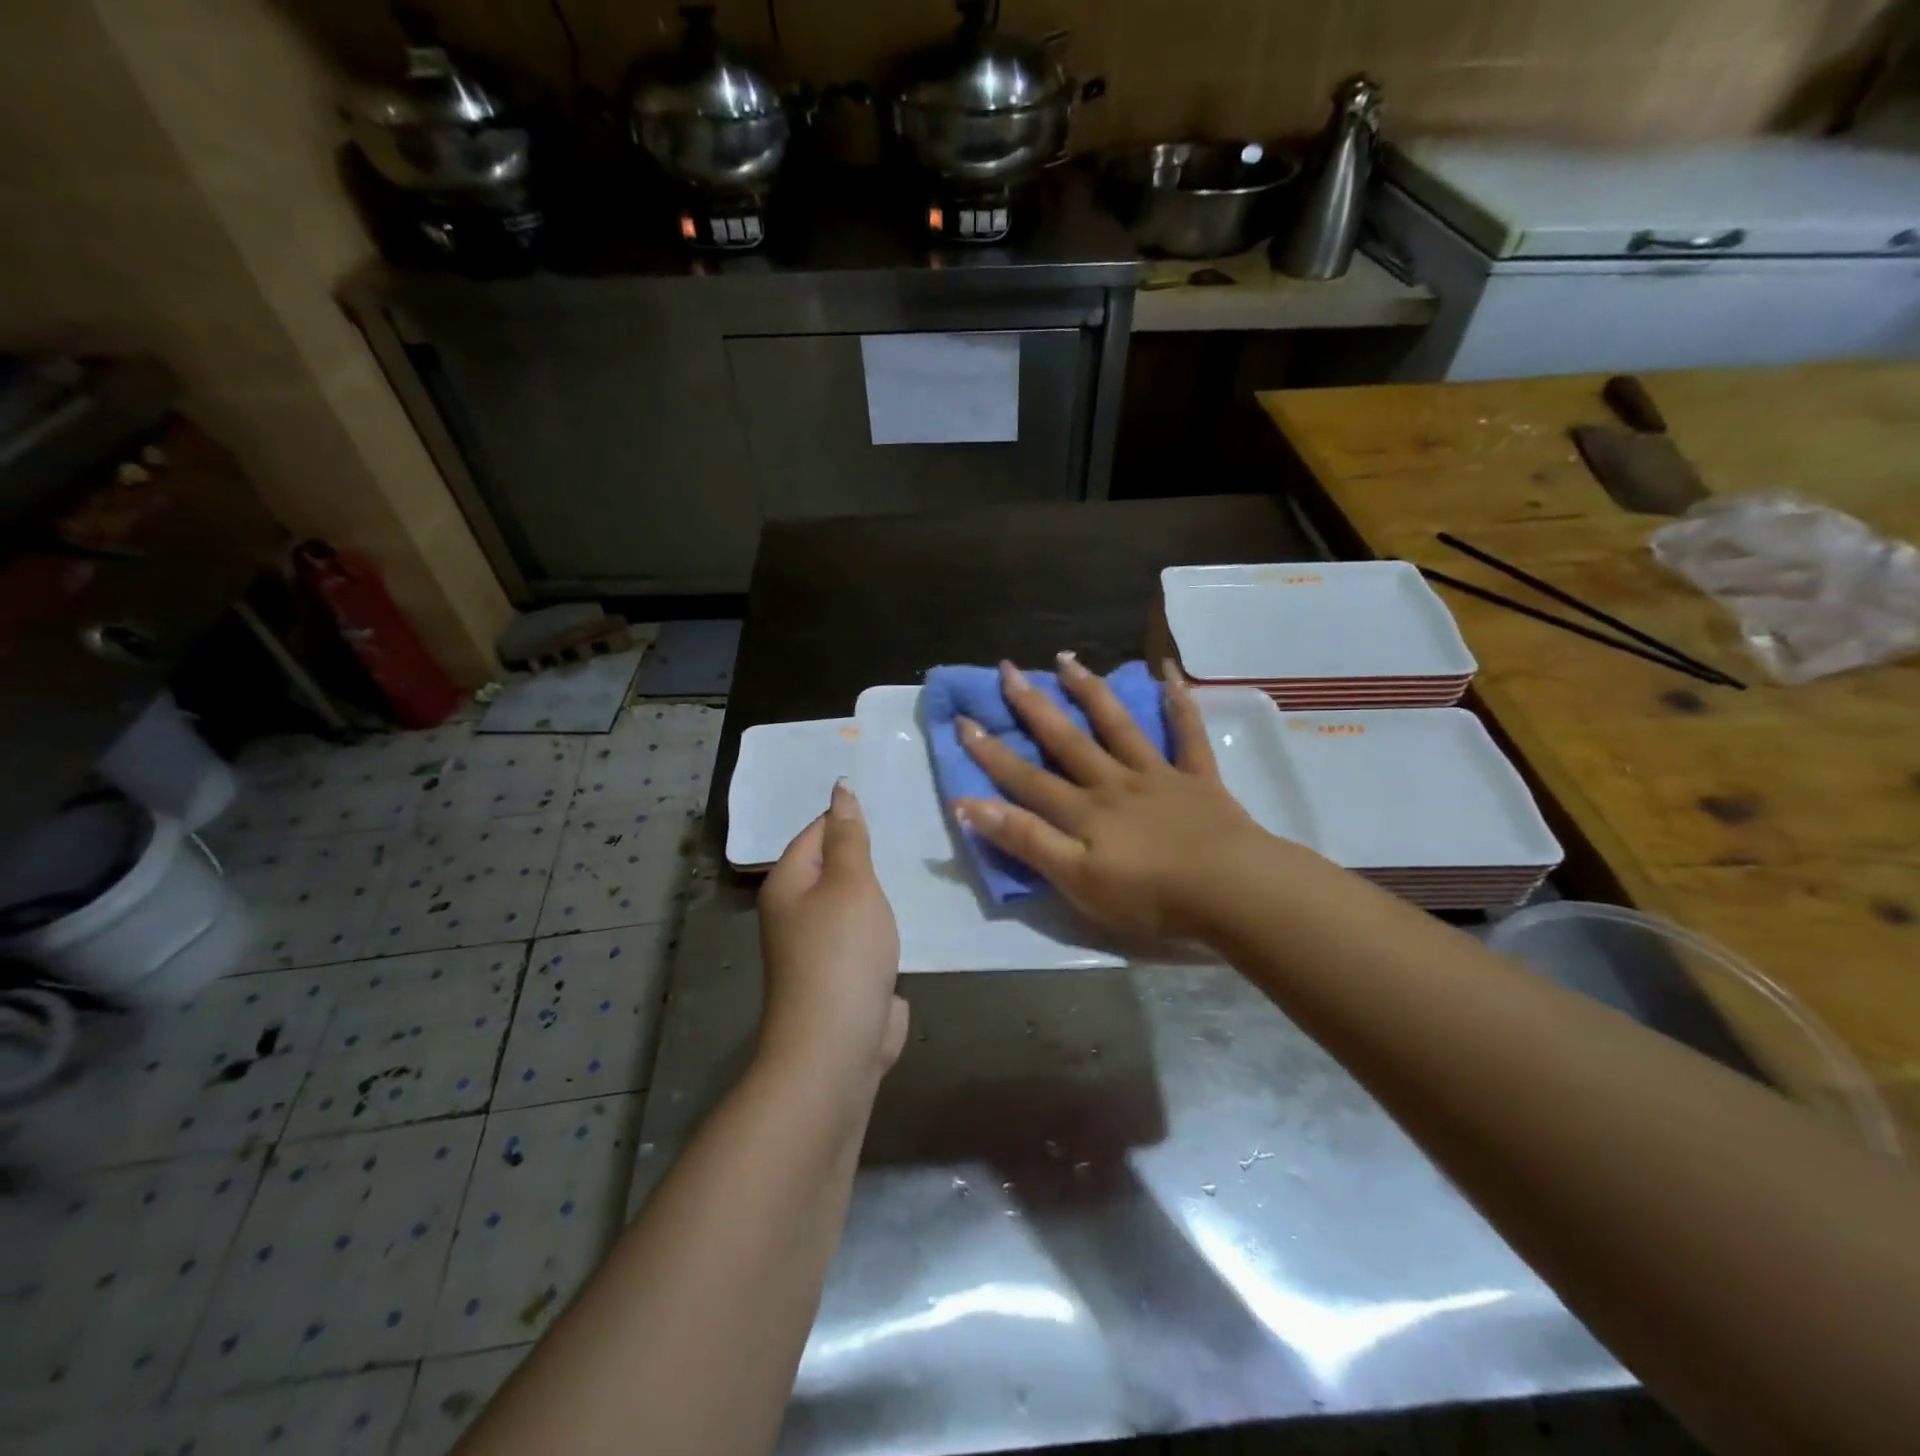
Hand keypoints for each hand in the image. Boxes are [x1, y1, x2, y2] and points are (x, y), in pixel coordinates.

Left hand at [758, 781, 908, 1086]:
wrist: (839, 1043)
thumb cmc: (841, 951)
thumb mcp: (850, 882)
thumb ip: (849, 836)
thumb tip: (839, 789)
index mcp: (788, 883)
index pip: (816, 831)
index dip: (849, 815)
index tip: (891, 799)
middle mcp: (797, 911)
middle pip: (834, 866)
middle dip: (870, 851)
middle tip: (914, 824)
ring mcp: (822, 945)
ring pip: (855, 901)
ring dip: (882, 887)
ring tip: (921, 859)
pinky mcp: (847, 972)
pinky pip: (869, 933)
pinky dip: (889, 921)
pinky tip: (918, 908)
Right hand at [952, 654, 1275, 941]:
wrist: (1233, 891)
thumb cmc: (1151, 896)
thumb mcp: (1076, 880)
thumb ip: (1026, 841)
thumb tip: (969, 805)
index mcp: (1084, 811)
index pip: (1026, 778)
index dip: (991, 753)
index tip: (963, 720)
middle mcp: (1113, 782)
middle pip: (1066, 740)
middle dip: (1032, 706)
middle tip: (1007, 670)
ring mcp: (1157, 775)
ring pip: (1117, 725)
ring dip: (1090, 691)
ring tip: (1065, 660)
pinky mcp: (1197, 779)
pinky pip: (1187, 733)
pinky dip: (1179, 702)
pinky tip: (1169, 672)